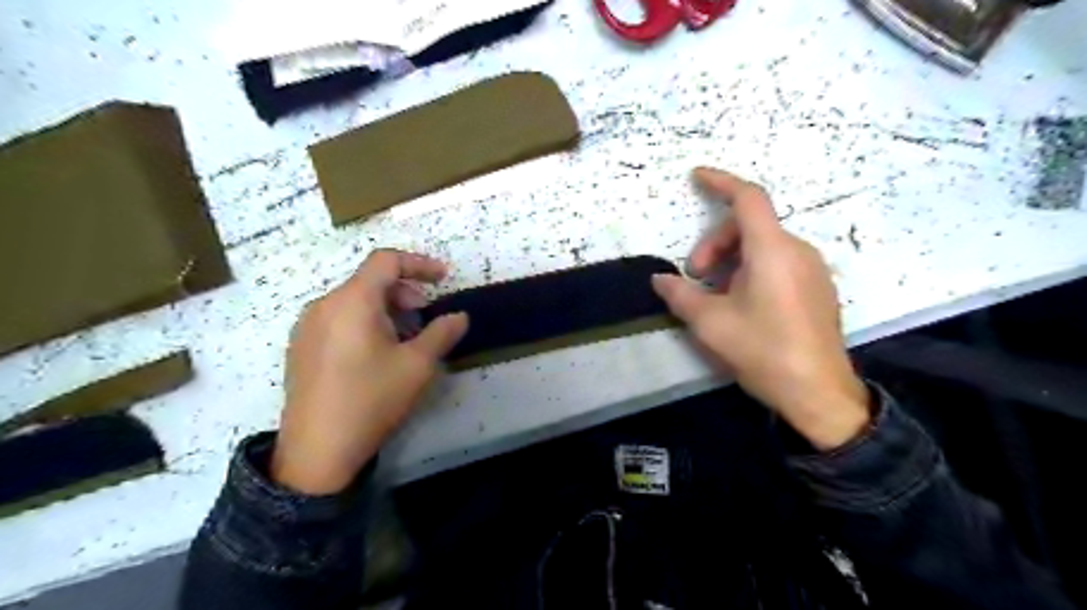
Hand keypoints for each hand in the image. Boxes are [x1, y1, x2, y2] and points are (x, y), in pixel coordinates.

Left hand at [272, 251, 466, 492]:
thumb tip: (459, 316)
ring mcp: (307, 327)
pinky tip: (375, 354)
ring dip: (386, 308)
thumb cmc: (372, 399)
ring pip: (353, 301)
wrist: (316, 451)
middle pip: (369, 280)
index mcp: (352, 301)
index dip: (419, 263)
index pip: (386, 260)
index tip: (443, 279)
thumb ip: (442, 333)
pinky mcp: (300, 347)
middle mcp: (324, 305)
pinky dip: (364, 322)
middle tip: (425, 315)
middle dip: (404, 291)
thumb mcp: (418, 366)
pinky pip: (338, 319)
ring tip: (404, 338)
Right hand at [654, 166, 866, 447]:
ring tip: (716, 296)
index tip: (696, 177)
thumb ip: (680, 295)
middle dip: (715, 245)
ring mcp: (813, 269)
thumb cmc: (763, 350)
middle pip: (750, 227)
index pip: (747, 199)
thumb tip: (659, 280)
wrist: (818, 393)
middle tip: (694, 278)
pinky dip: (752, 271)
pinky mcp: (818, 288)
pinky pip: (779, 263)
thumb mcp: (710, 323)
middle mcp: (798, 251)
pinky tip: (741, 303)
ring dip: (732, 260)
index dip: (720, 182)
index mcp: (772, 250)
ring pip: (764, 247)